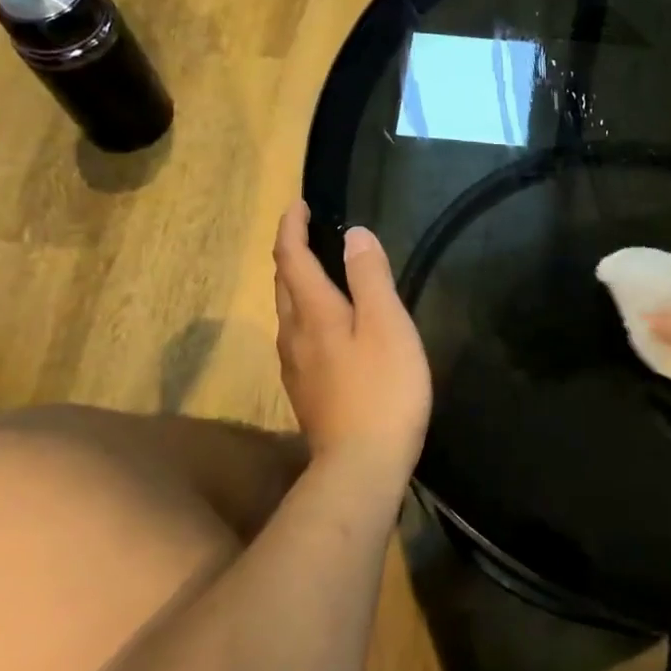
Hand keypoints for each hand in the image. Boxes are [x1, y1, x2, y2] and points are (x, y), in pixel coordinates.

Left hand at [273, 202, 431, 471]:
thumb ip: (369, 276)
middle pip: (283, 283)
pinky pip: (297, 337)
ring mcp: (295, 366)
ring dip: (296, 283)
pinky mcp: (305, 391)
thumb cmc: (382, 389)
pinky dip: (305, 313)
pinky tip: (325, 326)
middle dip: (291, 251)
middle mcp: (294, 334)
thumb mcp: (387, 324)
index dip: (292, 227)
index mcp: (313, 312)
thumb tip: (354, 234)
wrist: (360, 466)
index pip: (291, 257)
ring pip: (287, 312)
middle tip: (308, 231)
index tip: (299, 204)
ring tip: (318, 271)